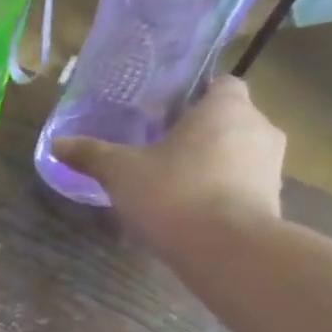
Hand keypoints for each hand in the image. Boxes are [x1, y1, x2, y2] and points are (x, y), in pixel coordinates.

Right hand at [51, 77, 285, 249]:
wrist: (227, 248)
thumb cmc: (173, 191)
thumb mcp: (120, 171)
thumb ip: (91, 154)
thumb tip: (57, 143)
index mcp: (225, 108)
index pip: (221, 83)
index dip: (196, 94)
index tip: (167, 112)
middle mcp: (259, 128)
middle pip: (230, 118)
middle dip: (201, 131)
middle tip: (162, 147)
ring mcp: (272, 165)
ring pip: (239, 152)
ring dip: (213, 161)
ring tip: (174, 180)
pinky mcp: (273, 199)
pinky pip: (243, 183)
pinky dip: (222, 189)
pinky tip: (191, 207)